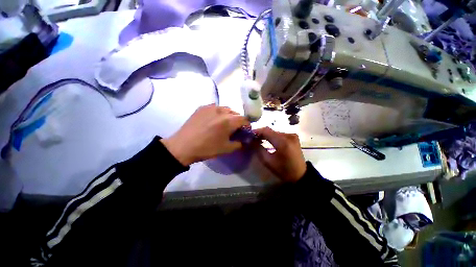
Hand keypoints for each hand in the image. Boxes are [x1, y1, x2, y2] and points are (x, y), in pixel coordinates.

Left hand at [161, 104, 249, 165]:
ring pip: (226, 109)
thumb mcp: (226, 149)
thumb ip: (239, 143)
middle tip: (233, 129)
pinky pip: (215, 108)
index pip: (244, 119)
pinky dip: (218, 113)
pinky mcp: (202, 107)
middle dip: (237, 121)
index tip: (244, 131)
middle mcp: (221, 111)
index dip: (246, 125)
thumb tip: (244, 140)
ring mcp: (211, 107)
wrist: (183, 146)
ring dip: (228, 116)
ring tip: (222, 124)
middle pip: (235, 114)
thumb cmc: (207, 148)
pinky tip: (213, 120)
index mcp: (229, 121)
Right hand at [254, 127, 306, 182]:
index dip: (257, 131)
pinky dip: (272, 136)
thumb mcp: (268, 161)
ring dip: (266, 135)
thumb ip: (258, 149)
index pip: (267, 131)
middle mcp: (289, 135)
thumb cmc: (283, 170)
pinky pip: (279, 134)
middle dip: (260, 133)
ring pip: (274, 132)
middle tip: (252, 138)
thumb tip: (251, 141)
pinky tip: (267, 140)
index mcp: (283, 142)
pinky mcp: (293, 137)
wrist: (300, 175)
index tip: (249, 135)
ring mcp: (292, 135)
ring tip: (258, 139)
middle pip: (271, 130)